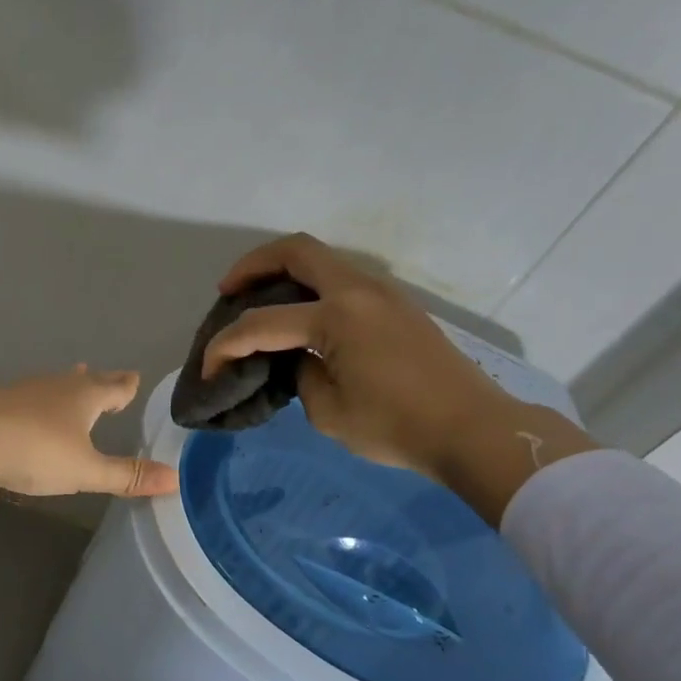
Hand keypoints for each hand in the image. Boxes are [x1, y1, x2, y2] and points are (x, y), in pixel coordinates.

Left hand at [0, 367, 179, 498]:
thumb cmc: (38, 451)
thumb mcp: (86, 471)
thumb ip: (126, 476)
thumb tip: (175, 479)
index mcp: (85, 398)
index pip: (114, 388)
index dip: (125, 387)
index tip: (134, 378)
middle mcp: (57, 387)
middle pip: (84, 381)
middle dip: (98, 381)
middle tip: (106, 376)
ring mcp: (24, 391)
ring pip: (54, 385)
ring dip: (67, 385)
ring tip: (73, 381)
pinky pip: (28, 396)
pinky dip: (38, 400)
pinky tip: (30, 407)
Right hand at [203, 234, 596, 522]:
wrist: (473, 429)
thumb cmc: (397, 426)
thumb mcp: (328, 412)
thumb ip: (301, 374)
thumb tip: (302, 357)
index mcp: (337, 316)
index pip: (262, 324)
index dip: (225, 345)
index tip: (207, 370)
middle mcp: (359, 291)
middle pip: (296, 250)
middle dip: (252, 265)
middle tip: (227, 291)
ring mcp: (383, 293)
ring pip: (322, 260)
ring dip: (284, 272)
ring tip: (260, 302)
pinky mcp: (396, 306)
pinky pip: (342, 280)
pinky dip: (311, 287)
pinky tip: (301, 317)